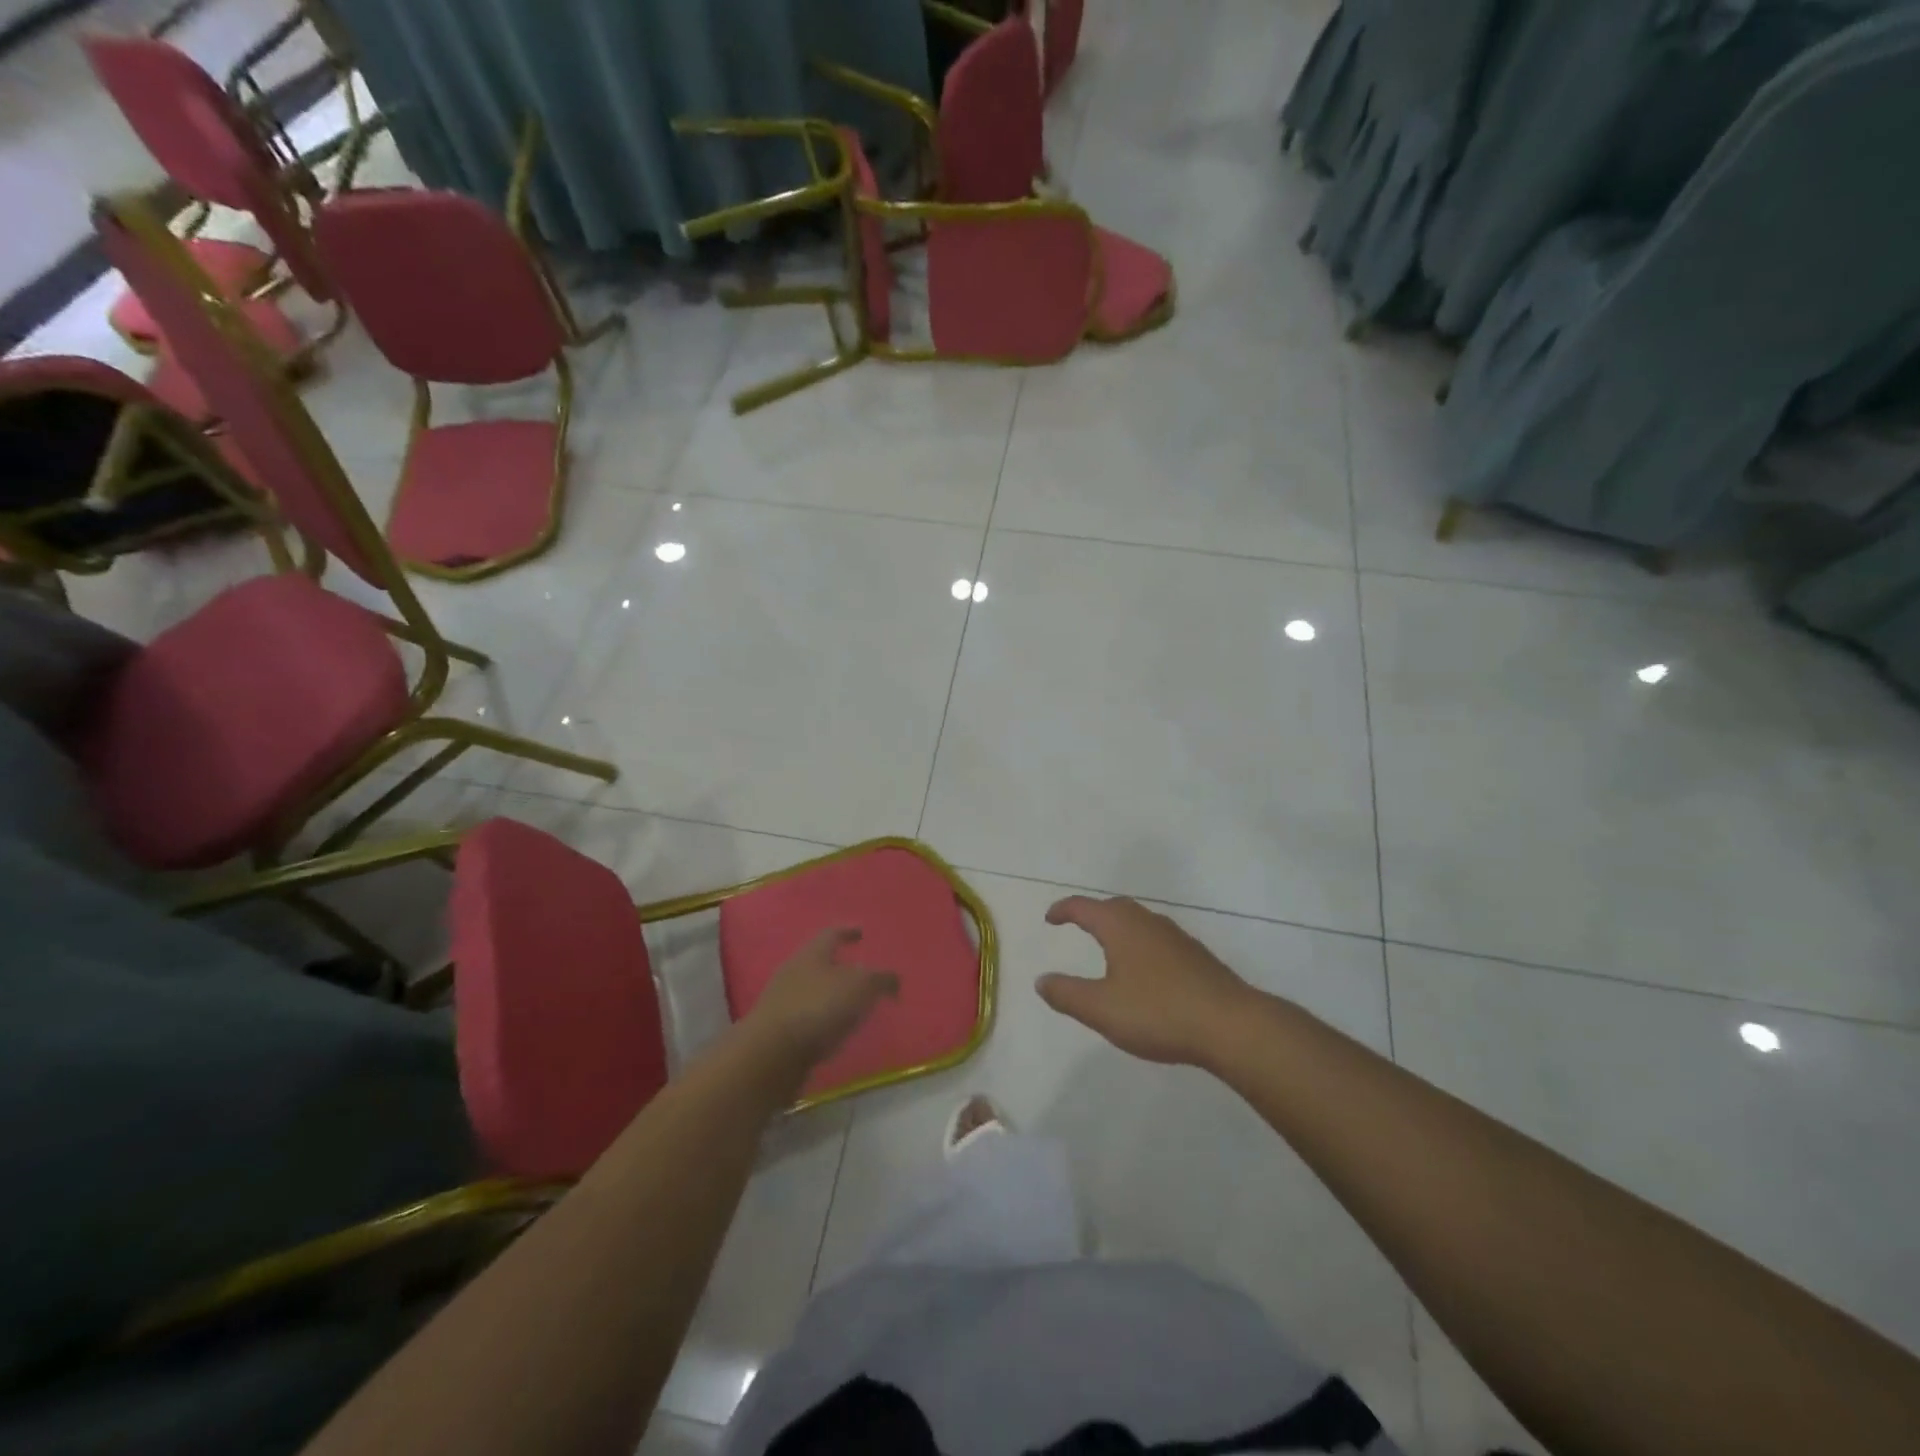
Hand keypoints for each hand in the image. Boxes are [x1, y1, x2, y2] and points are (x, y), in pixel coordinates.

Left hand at [743, 928, 898, 1072]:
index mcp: (812, 953)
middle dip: (841, 966)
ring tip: (854, 1007)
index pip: (832, 934)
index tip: (861, 932)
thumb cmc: (818, 1008)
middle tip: (863, 974)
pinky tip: (836, 1032)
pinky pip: (806, 1018)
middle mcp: (794, 971)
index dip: (848, 931)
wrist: (770, 1054)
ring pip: (812, 990)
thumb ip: (880, 980)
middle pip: (820, 962)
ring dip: (832, 996)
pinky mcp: (777, 1031)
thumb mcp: (860, 988)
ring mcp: (782, 1001)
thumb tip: (893, 981)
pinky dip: (823, 1021)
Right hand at [1040, 896, 1256, 1066]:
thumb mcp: (1102, 1009)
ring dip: (1119, 928)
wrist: (1231, 1025)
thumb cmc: (1158, 1012)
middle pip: (1114, 907)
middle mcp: (1148, 922)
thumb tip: (1041, 980)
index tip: (1050, 918)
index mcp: (1120, 926)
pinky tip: (1145, 972)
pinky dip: (1140, 945)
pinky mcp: (1196, 957)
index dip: (1063, 910)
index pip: (1084, 907)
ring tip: (1108, 948)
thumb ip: (1067, 994)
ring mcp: (1176, 937)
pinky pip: (1158, 940)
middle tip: (1078, 925)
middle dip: (1093, 914)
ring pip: (1140, 922)